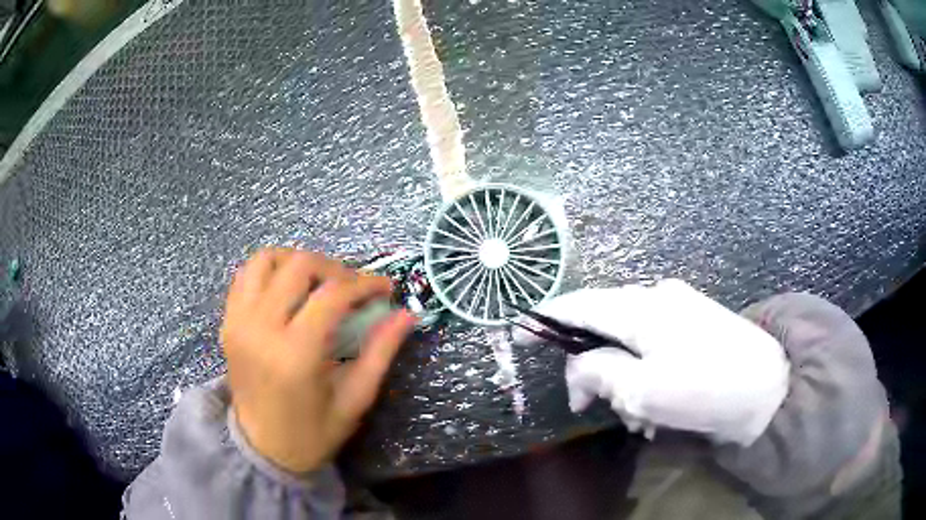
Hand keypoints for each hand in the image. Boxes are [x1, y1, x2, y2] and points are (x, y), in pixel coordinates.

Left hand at [222, 248, 416, 472]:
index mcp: (295, 354)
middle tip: (353, 289)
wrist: (262, 449)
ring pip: (267, 259)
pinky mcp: (228, 321)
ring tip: (319, 283)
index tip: (384, 289)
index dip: (364, 284)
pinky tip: (289, 289)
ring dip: (299, 262)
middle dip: (335, 269)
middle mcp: (260, 328)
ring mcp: (238, 321)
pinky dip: (271, 270)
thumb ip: (380, 352)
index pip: (332, 295)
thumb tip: (408, 315)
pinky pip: (246, 274)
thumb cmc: (313, 433)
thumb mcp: (354, 399)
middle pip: (299, 266)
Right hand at [513, 279, 789, 445]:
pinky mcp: (695, 324)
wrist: (768, 387)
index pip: (580, 305)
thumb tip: (579, 367)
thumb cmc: (704, 388)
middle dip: (594, 370)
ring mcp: (679, 308)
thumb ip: (599, 372)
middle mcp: (657, 298)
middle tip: (592, 407)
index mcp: (641, 309)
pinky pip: (654, 347)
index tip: (520, 331)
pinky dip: (646, 375)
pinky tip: (657, 407)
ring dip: (624, 381)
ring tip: (638, 418)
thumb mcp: (643, 389)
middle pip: (604, 329)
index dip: (546, 318)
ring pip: (630, 343)